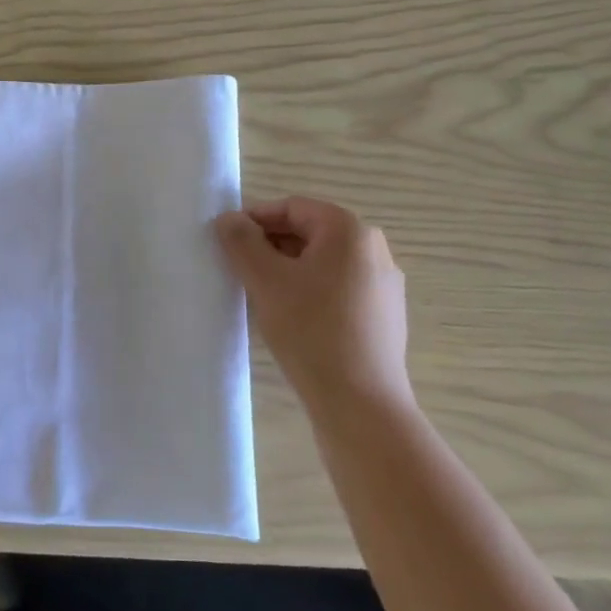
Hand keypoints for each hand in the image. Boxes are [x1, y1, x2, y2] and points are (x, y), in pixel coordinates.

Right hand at [215, 197, 410, 418]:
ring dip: (288, 269)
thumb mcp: (265, 280)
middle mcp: (374, 249)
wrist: (360, 403)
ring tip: (259, 293)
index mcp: (350, 231)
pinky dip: (309, 291)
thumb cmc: (310, 330)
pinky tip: (290, 318)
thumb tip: (229, 218)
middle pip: (310, 232)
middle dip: (270, 244)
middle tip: (238, 267)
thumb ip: (242, 242)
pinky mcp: (384, 316)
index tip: (226, 240)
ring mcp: (383, 285)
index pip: (293, 207)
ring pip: (323, 262)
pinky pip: (338, 288)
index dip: (255, 218)